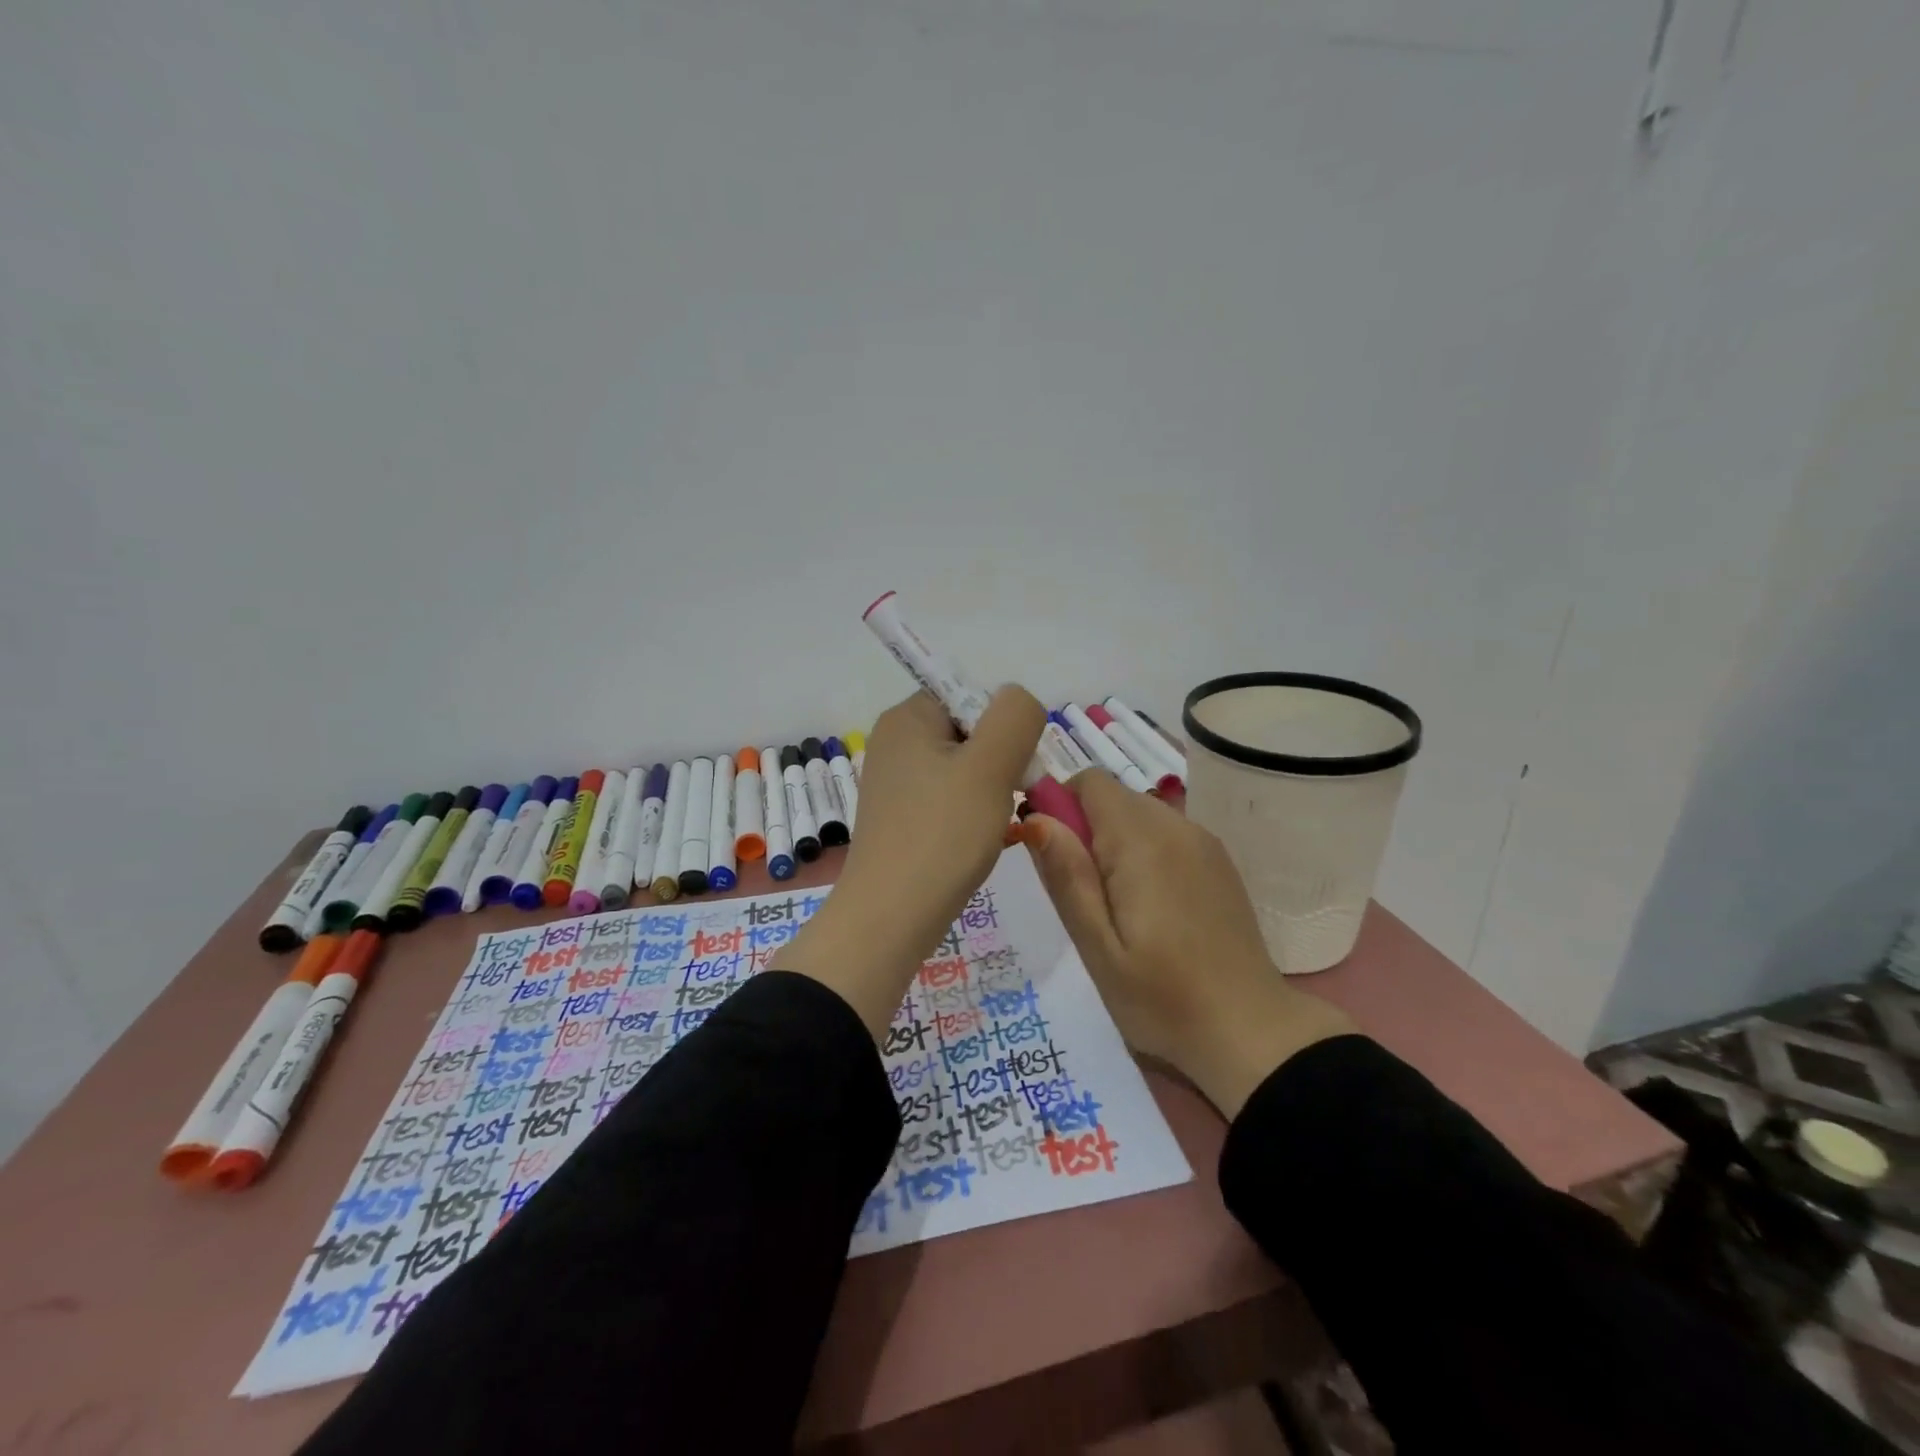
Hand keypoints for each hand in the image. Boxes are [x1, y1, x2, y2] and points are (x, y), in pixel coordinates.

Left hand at [772, 687, 1045, 1037]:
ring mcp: (894, 782)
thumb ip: (1015, 716)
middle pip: (970, 732)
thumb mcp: (991, 765)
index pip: (972, 697)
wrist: (890, 918)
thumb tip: (1017, 702)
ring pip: (964, 770)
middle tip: (1006, 801)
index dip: (1003, 728)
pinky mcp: (900, 816)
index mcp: (907, 717)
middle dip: (1000, 763)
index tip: (1012, 769)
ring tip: (991, 826)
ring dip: (989, 792)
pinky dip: (970, 814)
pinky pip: (948, 799)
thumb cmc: (942, 834)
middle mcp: (894, 741)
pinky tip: (977, 841)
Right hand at [1021, 769, 1355, 1116]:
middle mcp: (1176, 826)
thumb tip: (1035, 818)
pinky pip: (1166, 834)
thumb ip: (1067, 877)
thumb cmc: (1163, 998)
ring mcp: (1203, 842)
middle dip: (1086, 828)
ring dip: (1115, 842)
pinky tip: (1152, 908)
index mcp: (1142, 841)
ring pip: (1140, 813)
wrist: (1252, 1033)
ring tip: (1116, 907)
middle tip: (1083, 895)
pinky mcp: (1219, 862)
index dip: (1060, 805)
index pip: (1090, 782)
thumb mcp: (1097, 948)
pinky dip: (1145, 852)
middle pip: (1114, 796)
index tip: (1053, 856)